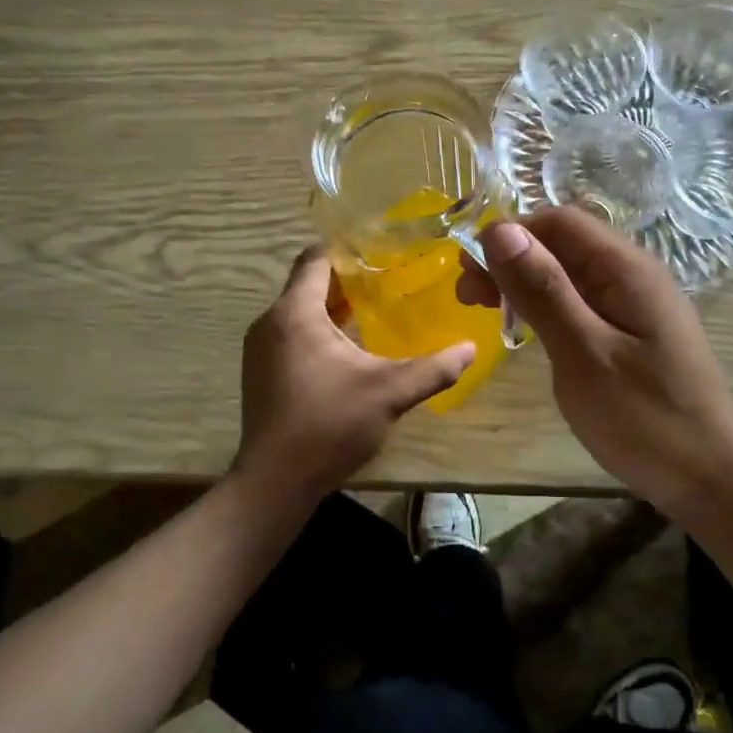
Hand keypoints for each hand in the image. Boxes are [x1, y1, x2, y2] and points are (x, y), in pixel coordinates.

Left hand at [233, 246, 475, 504]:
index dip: (349, 249)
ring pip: (300, 311)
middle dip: (348, 280)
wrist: (275, 483)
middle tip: (391, 279)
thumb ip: (433, 368)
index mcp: (295, 313)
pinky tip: (351, 350)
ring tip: (377, 310)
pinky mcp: (262, 373)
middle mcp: (270, 322)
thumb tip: (471, 348)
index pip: (316, 258)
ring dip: (334, 308)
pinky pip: (292, 335)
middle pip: (309, 283)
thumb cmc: (328, 425)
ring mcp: (261, 349)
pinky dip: (320, 331)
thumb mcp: (389, 393)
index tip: (384, 250)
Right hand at [459, 207, 732, 518]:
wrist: (710, 479)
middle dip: (512, 259)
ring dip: (526, 283)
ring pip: (571, 273)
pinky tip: (529, 330)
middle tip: (468, 297)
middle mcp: (634, 275)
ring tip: (488, 312)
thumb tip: (499, 230)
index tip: (469, 272)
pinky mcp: (634, 333)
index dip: (510, 235)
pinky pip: (584, 302)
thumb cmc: (645, 418)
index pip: (559, 221)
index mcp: (626, 269)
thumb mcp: (583, 353)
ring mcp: (637, 305)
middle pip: (564, 243)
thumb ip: (543, 290)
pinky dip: (548, 306)